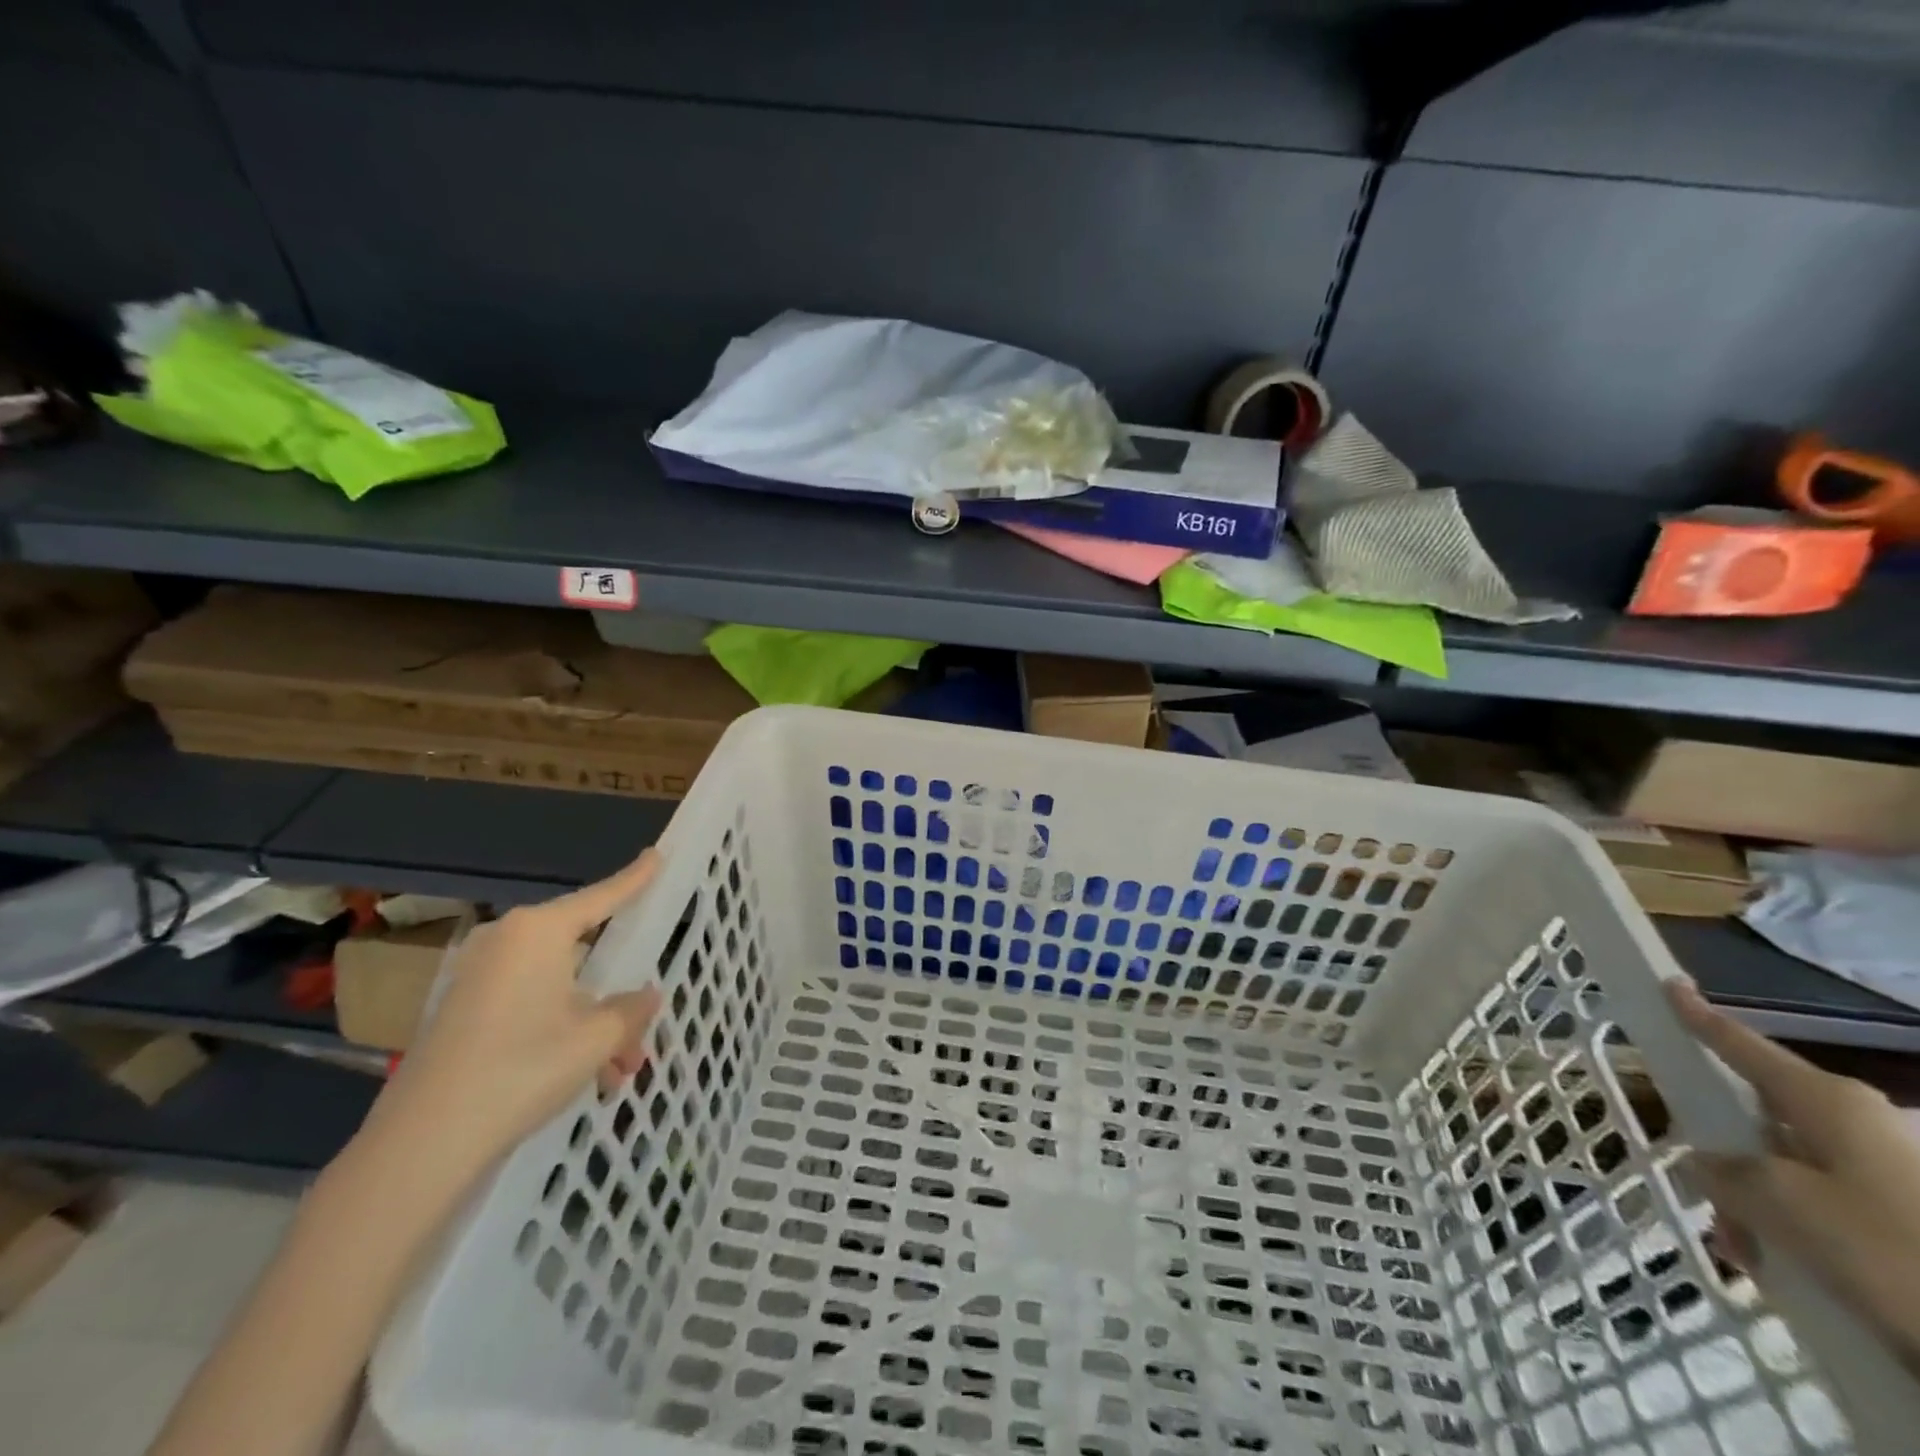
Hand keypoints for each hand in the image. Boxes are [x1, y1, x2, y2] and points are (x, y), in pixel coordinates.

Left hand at [366, 851, 664, 1180]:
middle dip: (614, 988)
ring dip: (591, 1021)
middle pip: (581, 950)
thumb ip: (630, 1010)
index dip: (635, 878)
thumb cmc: (523, 1070)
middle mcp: (507, 940)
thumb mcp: (596, 1039)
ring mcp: (479, 974)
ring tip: (618, 1069)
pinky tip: (584, 1077)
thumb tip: (646, 996)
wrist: (423, 1142)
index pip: (603, 896)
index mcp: (540, 931)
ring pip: (557, 985)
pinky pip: (528, 1003)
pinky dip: (559, 1030)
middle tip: (643, 1018)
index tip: (656, 855)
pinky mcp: (461, 1008)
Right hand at [1668, 979, 1919, 1373]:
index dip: (1699, 1015)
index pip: (1742, 1044)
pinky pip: (1824, 1206)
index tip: (1671, 984)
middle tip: (1707, 1197)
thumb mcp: (1780, 1204)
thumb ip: (1724, 1172)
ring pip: (1788, 1169)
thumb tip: (1709, 1163)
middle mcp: (1857, 1121)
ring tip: (1748, 1253)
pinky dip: (1794, 1232)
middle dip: (1724, 1154)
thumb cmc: (1888, 1250)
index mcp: (1827, 1100)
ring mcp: (1888, 1170)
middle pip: (1760, 1115)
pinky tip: (1786, 1272)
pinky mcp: (1904, 1216)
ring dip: (1756, 1205)